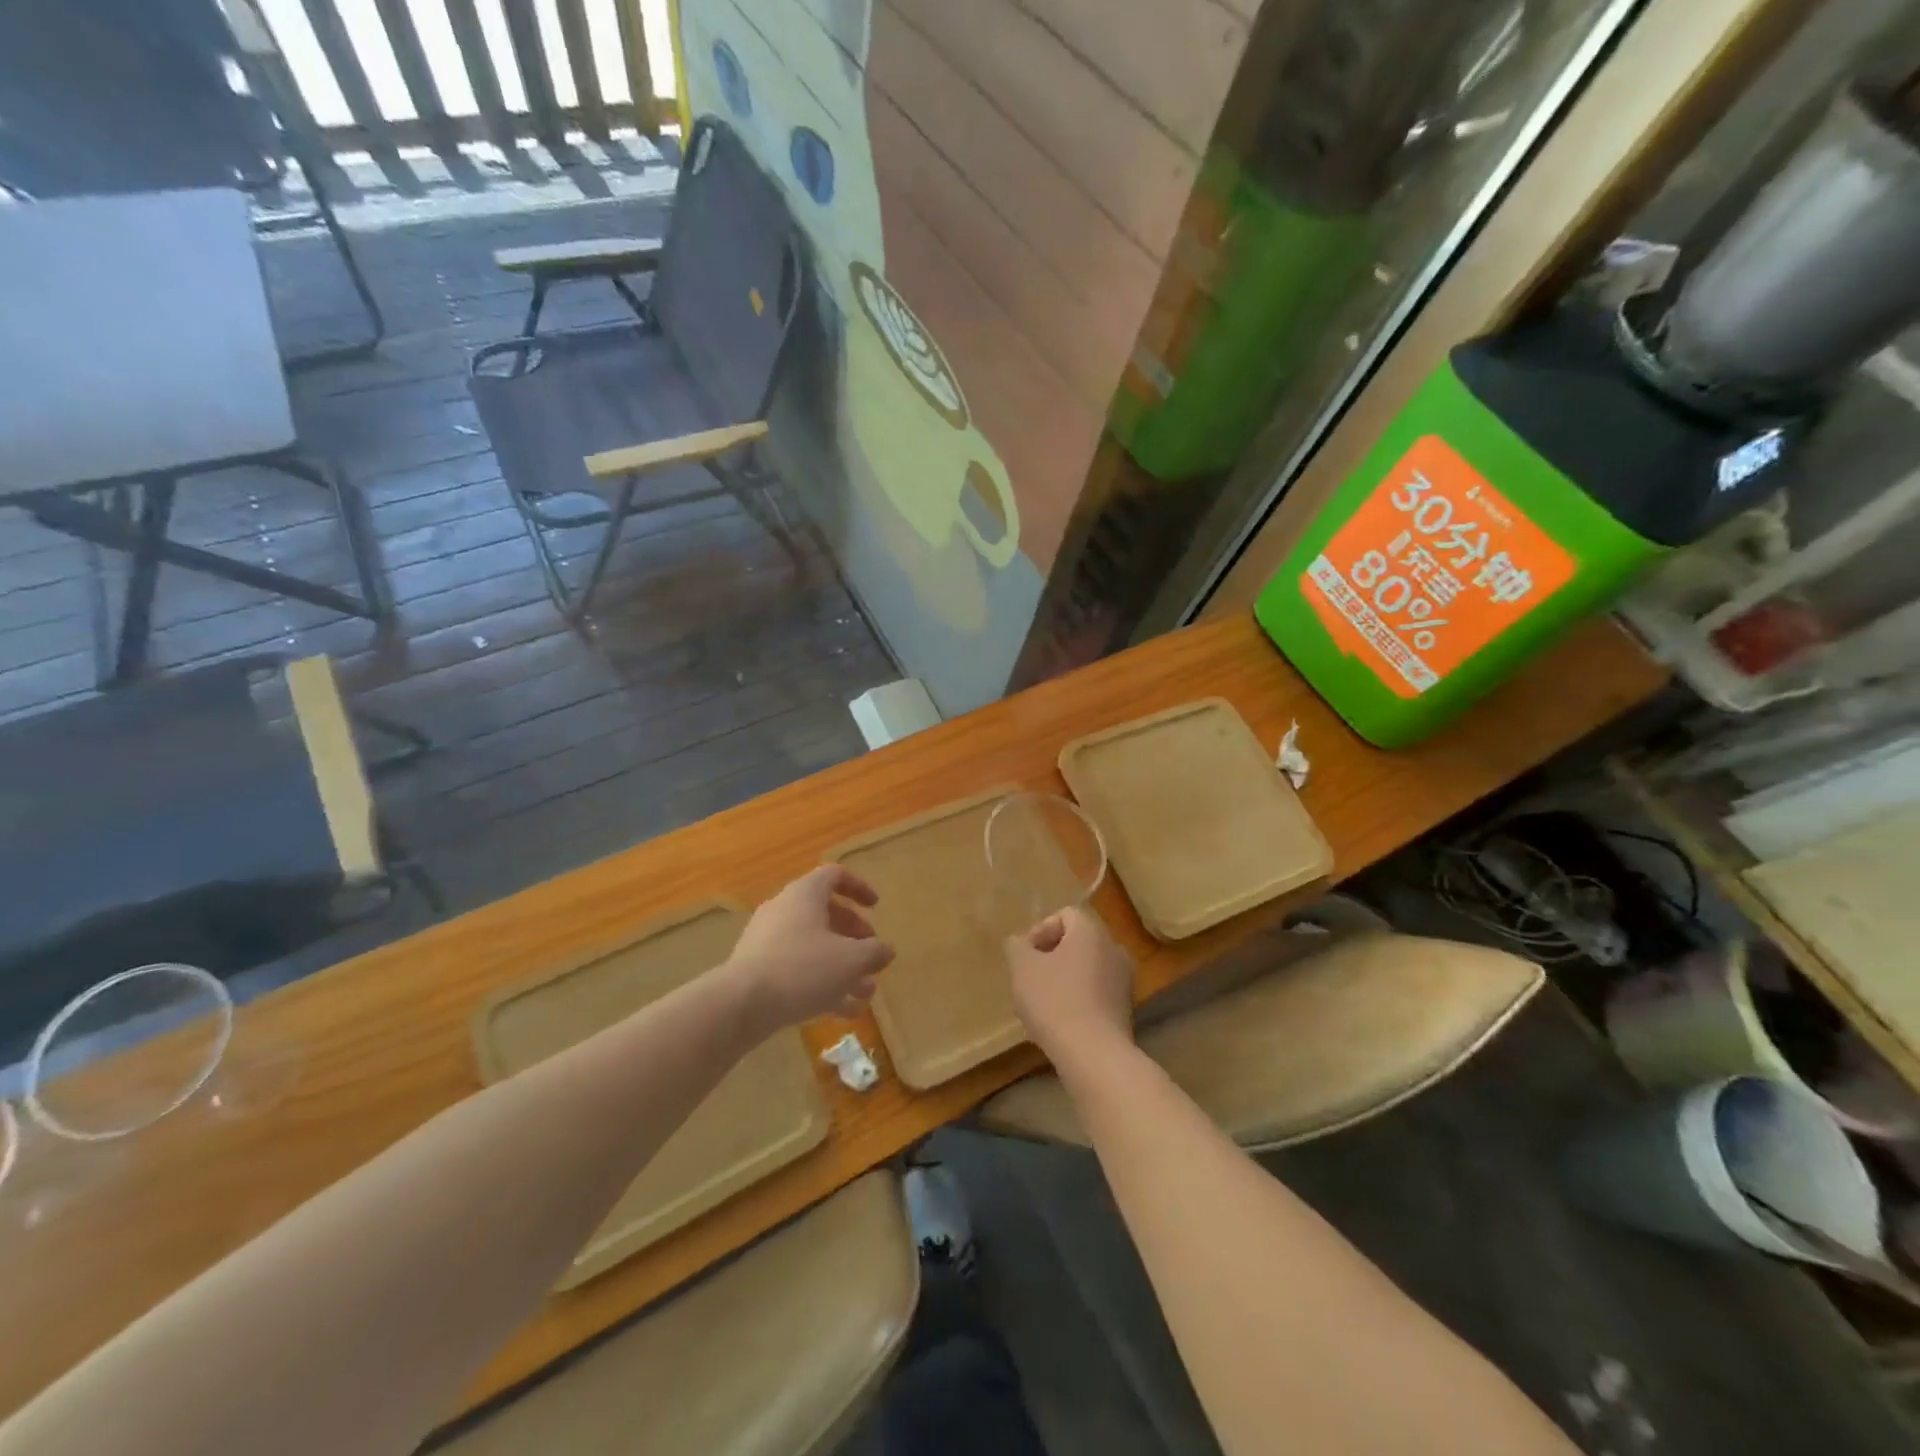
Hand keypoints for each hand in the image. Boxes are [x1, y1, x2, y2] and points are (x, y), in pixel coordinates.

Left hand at [727, 867, 894, 1031]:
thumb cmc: (802, 969)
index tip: (876, 907)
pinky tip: (844, 1012)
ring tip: (865, 991)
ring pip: (813, 946)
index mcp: (805, 895)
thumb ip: (874, 952)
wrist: (740, 1004)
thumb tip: (886, 950)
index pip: (834, 876)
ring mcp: (767, 941)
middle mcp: (784, 910)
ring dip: (842, 965)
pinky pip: (797, 969)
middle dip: (853, 934)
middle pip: (825, 912)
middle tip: (871, 953)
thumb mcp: (851, 960)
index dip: (859, 888)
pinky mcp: (758, 970)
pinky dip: (821, 984)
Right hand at [1007, 907, 1134, 1066]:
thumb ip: (1017, 947)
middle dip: (1050, 956)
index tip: (1025, 956)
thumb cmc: (1055, 1001)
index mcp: (1091, 931)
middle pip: (1077, 941)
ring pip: (1086, 968)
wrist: (1094, 1055)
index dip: (1040, 930)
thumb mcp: (1022, 969)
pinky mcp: (1126, 1009)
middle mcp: (1114, 948)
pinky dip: (1078, 998)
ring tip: (1041, 1003)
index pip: (1066, 915)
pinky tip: (1060, 1021)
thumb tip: (1018, 942)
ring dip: (1063, 978)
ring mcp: (1124, 980)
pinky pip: (1096, 992)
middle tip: (1029, 978)